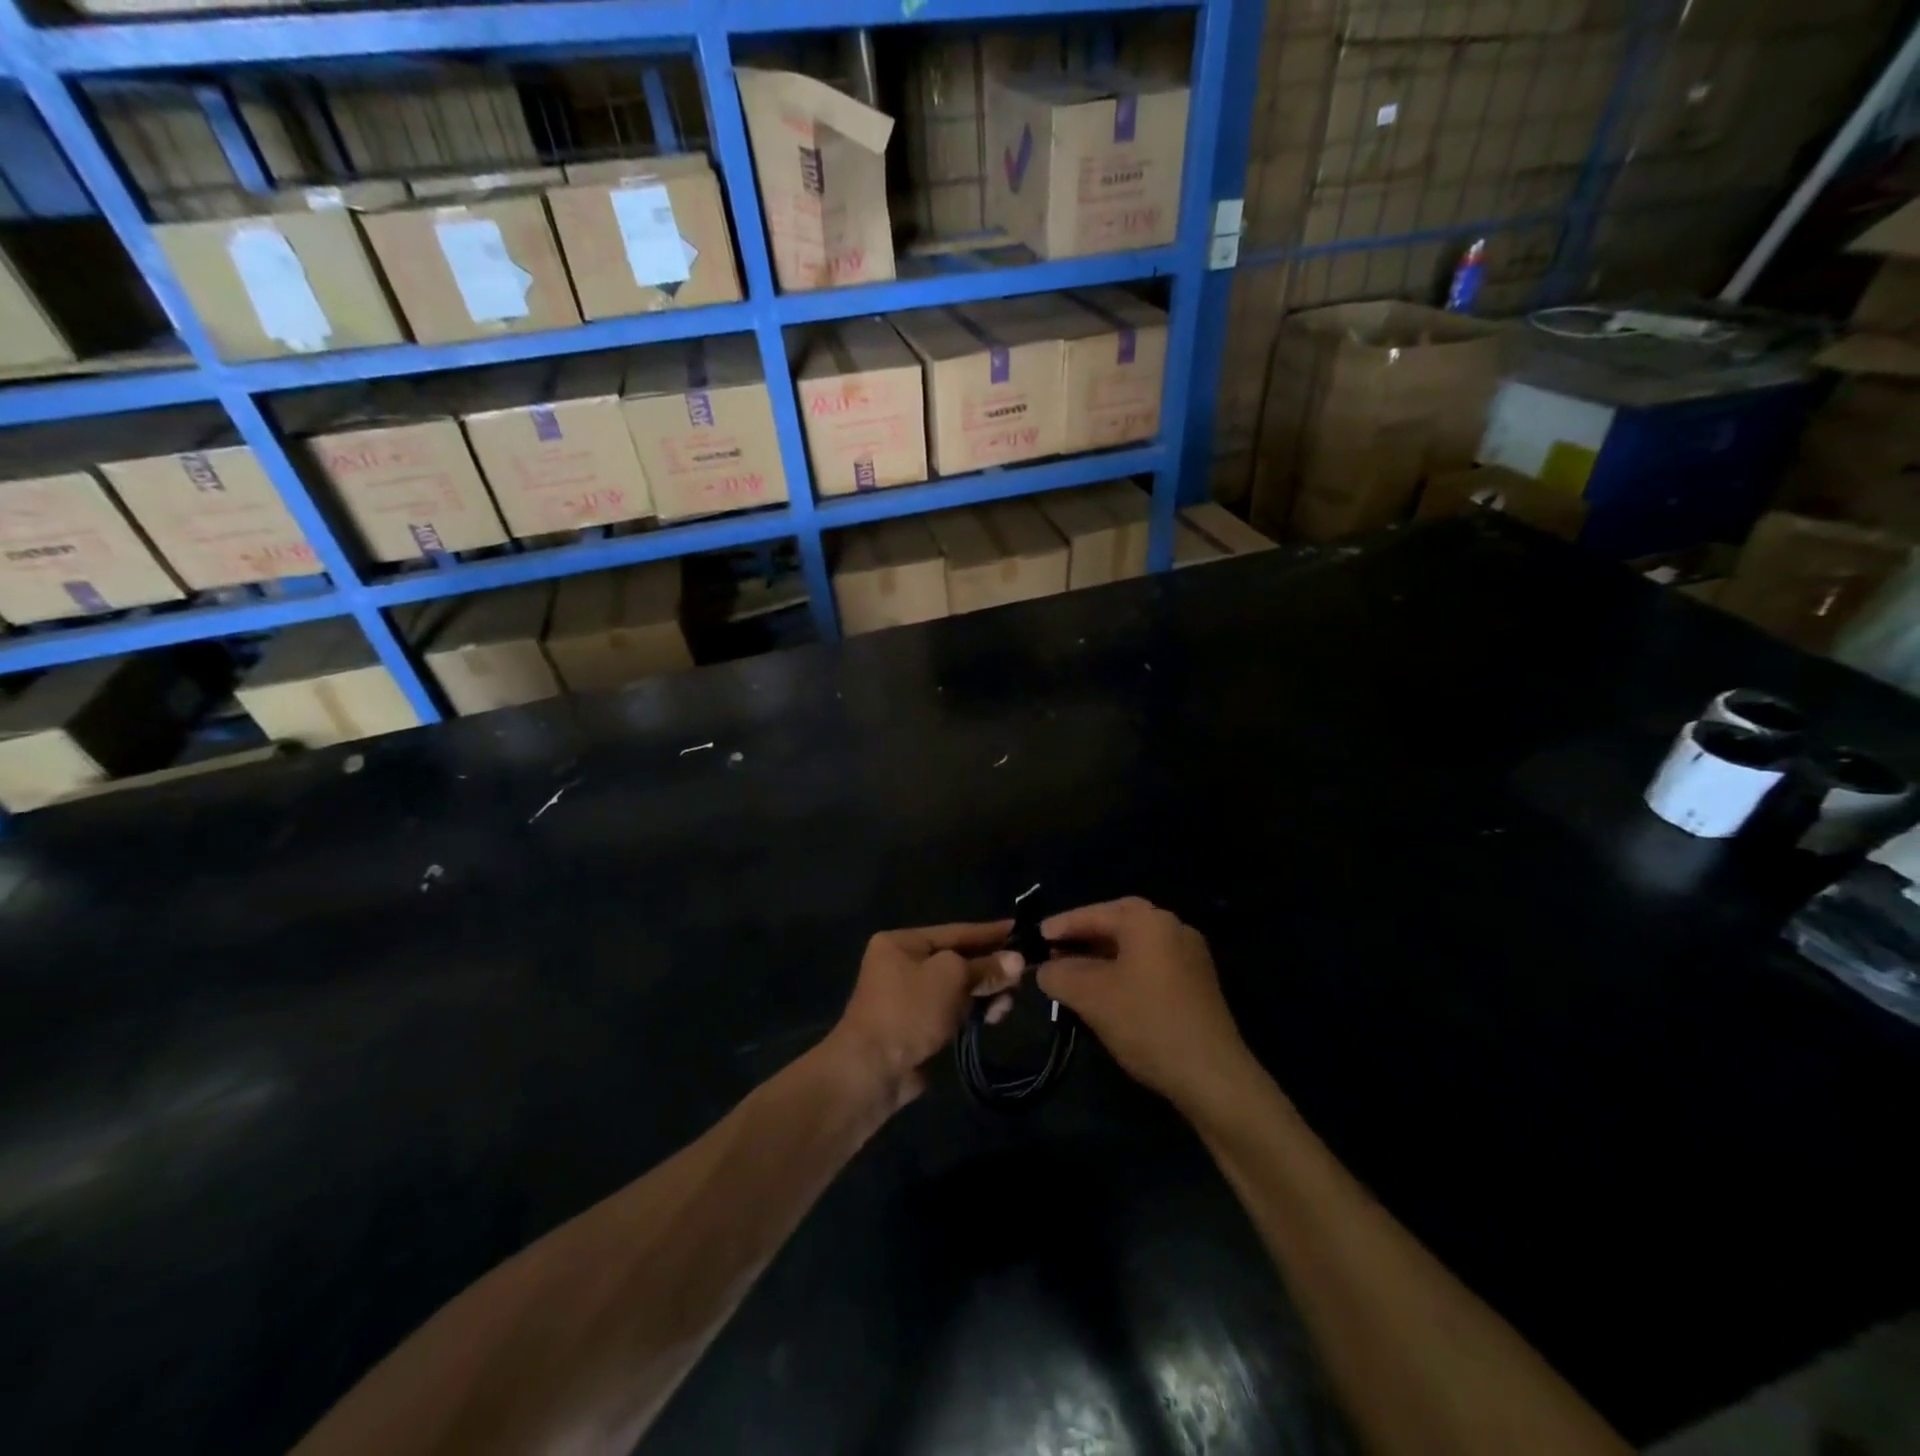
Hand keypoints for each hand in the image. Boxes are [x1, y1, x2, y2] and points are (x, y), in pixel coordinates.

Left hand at [827, 921, 1023, 1108]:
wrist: (873, 1070)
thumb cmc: (909, 1009)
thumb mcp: (950, 977)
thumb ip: (985, 966)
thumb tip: (1018, 960)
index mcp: (902, 943)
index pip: (955, 931)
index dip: (989, 932)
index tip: (1020, 929)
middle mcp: (903, 965)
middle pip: (958, 960)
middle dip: (989, 968)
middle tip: (1022, 975)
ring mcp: (910, 998)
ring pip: (959, 988)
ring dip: (984, 993)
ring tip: (1006, 1004)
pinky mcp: (919, 1026)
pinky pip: (953, 1011)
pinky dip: (973, 1012)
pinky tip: (992, 1018)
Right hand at [1037, 898, 1248, 1106]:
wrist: (1212, 1076)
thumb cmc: (1147, 1023)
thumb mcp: (1091, 996)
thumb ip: (1060, 974)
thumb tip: (1045, 969)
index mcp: (1149, 921)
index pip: (1095, 913)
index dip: (1062, 925)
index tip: (1035, 936)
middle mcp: (1173, 928)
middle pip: (1119, 922)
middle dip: (1084, 935)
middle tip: (1055, 948)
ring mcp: (1190, 955)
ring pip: (1135, 945)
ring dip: (1103, 954)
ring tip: (1074, 972)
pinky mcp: (1197, 983)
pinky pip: (1151, 964)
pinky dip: (1124, 970)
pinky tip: (1107, 992)